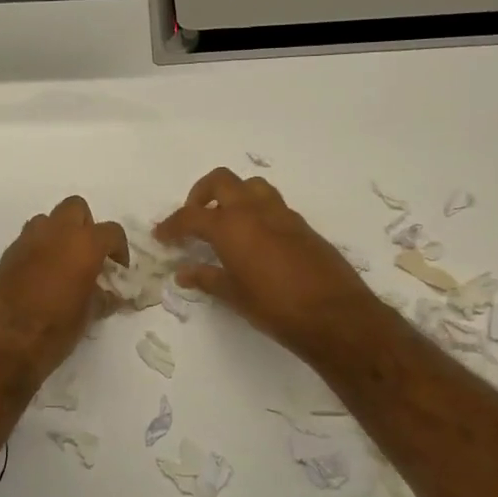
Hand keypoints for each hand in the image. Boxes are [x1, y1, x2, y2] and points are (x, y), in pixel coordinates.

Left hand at [0, 197, 127, 389]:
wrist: (0, 344)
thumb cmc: (53, 331)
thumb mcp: (87, 316)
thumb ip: (101, 297)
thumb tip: (109, 294)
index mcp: (83, 245)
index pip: (111, 231)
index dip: (119, 249)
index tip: (117, 269)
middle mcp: (54, 233)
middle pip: (75, 208)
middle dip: (85, 227)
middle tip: (89, 256)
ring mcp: (26, 241)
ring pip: (47, 221)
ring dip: (58, 235)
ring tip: (63, 265)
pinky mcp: (5, 256)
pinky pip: (27, 242)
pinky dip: (38, 251)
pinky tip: (39, 279)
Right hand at [155, 168, 385, 371]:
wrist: (335, 315)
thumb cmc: (276, 308)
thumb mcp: (234, 296)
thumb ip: (207, 278)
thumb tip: (184, 272)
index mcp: (231, 226)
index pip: (191, 216)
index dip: (172, 224)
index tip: (162, 236)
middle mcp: (254, 210)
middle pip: (221, 181)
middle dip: (200, 194)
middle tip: (193, 218)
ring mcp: (282, 214)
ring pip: (251, 185)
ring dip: (233, 195)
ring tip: (225, 222)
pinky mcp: (302, 225)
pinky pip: (272, 205)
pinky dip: (256, 211)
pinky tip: (254, 239)